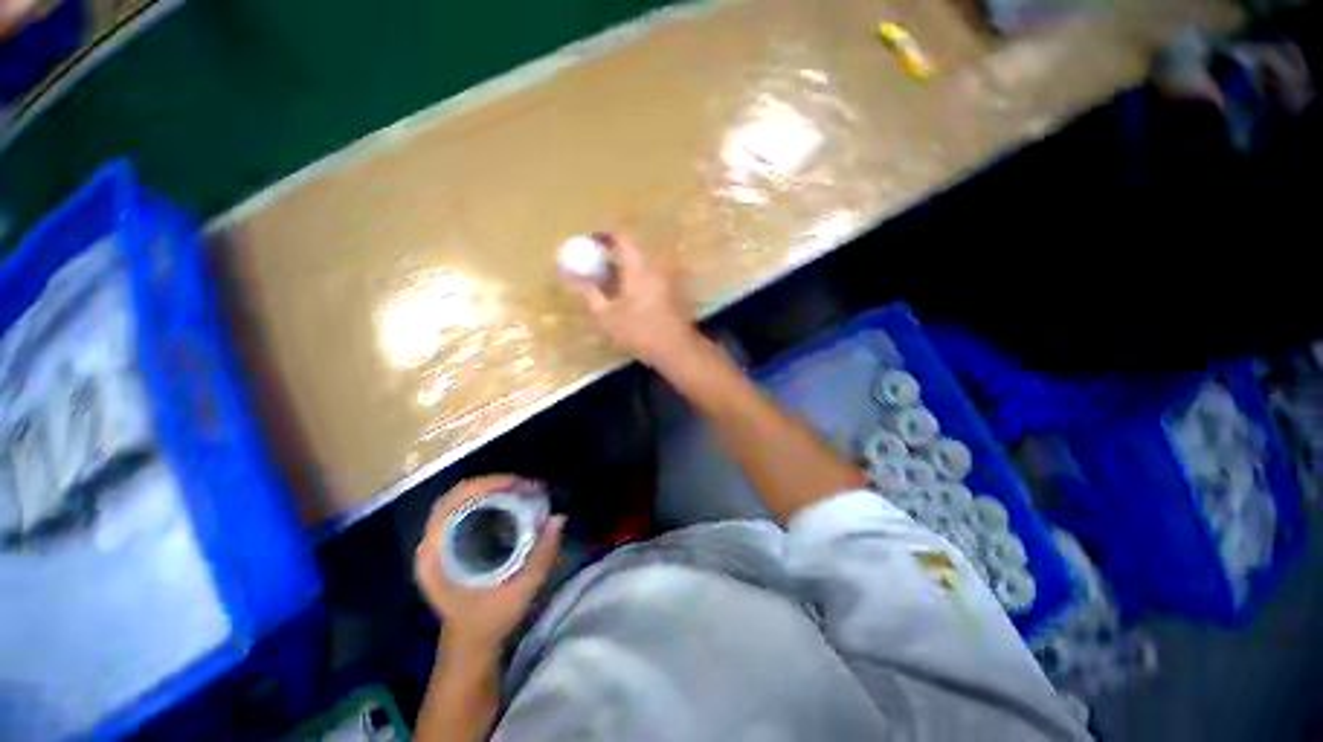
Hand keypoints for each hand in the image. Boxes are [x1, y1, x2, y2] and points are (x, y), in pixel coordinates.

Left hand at [414, 475, 565, 649]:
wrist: (470, 646)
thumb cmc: (489, 621)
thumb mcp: (520, 591)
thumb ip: (541, 556)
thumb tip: (559, 517)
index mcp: (436, 554)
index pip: (455, 501)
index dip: (488, 485)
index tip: (520, 485)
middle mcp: (433, 542)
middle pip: (459, 494)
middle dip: (495, 483)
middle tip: (527, 486)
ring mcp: (439, 541)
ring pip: (463, 499)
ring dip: (493, 489)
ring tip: (524, 490)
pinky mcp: (450, 542)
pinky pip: (468, 508)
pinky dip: (490, 499)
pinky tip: (512, 502)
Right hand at [565, 233, 702, 370]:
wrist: (676, 350)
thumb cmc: (639, 331)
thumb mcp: (606, 316)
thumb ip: (590, 294)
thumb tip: (576, 278)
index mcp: (638, 269)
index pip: (622, 240)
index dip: (606, 237)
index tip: (592, 242)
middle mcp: (655, 269)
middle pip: (633, 253)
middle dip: (614, 256)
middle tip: (598, 266)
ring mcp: (666, 282)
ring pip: (642, 268)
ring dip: (626, 270)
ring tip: (610, 284)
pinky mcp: (672, 295)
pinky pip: (650, 279)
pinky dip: (637, 281)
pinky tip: (628, 299)